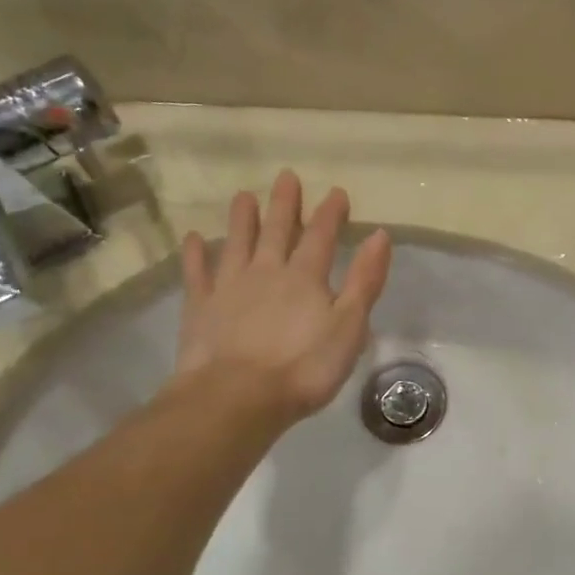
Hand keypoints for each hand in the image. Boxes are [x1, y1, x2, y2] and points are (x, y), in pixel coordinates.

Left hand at [173, 171, 392, 424]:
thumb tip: (379, 235)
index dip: (330, 213)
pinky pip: (198, 273)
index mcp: (305, 276)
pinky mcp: (201, 307)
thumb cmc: (304, 367)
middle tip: (286, 177)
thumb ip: (365, 281)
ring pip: (237, 243)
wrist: (238, 397)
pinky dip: (196, 255)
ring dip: (242, 219)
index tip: (336, 192)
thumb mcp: (349, 326)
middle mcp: (267, 271)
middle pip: (278, 230)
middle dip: (285, 204)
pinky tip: (194, 239)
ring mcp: (229, 286)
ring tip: (244, 196)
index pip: (322, 236)